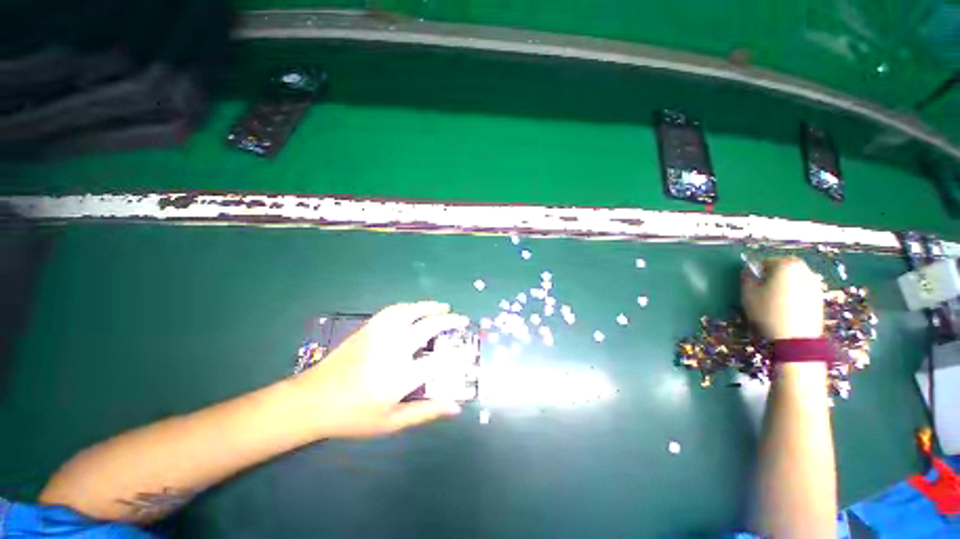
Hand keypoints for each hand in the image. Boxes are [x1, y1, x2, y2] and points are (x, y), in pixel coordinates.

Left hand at [293, 302, 468, 438]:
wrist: (313, 400)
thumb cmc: (353, 416)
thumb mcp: (391, 422)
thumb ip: (425, 412)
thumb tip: (455, 407)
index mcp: (399, 377)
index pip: (438, 361)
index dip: (458, 355)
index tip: (469, 351)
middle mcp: (392, 350)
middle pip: (427, 327)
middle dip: (449, 321)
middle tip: (461, 319)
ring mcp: (379, 336)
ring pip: (410, 312)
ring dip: (430, 307)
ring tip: (443, 306)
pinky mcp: (368, 328)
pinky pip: (392, 310)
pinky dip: (409, 306)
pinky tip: (416, 308)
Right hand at [742, 257, 823, 339]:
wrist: (796, 337)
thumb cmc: (768, 311)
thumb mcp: (748, 294)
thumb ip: (747, 278)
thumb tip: (748, 272)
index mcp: (785, 265)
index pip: (766, 261)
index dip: (757, 271)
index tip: (752, 283)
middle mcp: (803, 269)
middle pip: (784, 267)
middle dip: (773, 275)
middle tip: (763, 289)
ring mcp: (814, 283)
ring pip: (794, 278)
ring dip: (784, 283)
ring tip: (774, 299)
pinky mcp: (819, 297)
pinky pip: (802, 289)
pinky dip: (794, 293)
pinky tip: (786, 307)